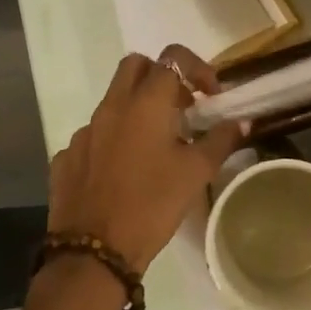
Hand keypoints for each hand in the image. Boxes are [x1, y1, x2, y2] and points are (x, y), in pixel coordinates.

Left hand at [46, 46, 246, 272]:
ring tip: (157, 145)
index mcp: (144, 103)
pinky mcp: (67, 157)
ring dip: (138, 110)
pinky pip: (95, 135)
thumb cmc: (152, 205)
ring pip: (113, 101)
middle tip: (182, 108)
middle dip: (161, 77)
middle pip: (135, 66)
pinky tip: (125, 172)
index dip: (197, 68)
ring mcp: (84, 131)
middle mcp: (111, 107)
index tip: (211, 96)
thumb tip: (243, 122)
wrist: (94, 251)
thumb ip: (221, 140)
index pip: (172, 58)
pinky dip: (114, 140)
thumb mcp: (196, 173)